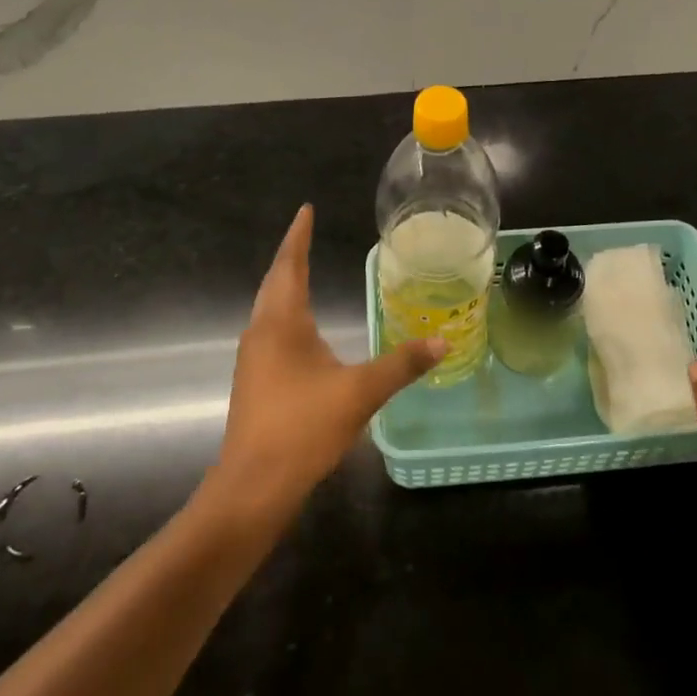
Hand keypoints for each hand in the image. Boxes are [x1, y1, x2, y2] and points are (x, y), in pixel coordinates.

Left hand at [208, 205, 444, 523]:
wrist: (253, 486)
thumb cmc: (303, 428)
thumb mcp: (360, 392)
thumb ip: (402, 364)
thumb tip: (443, 342)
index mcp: (282, 322)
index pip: (290, 265)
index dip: (299, 236)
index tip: (306, 210)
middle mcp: (261, 332)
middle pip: (275, 282)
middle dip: (291, 255)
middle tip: (307, 232)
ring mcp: (253, 358)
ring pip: (269, 308)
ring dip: (285, 285)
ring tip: (303, 271)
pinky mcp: (254, 382)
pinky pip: (271, 331)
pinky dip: (286, 314)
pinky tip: (301, 330)